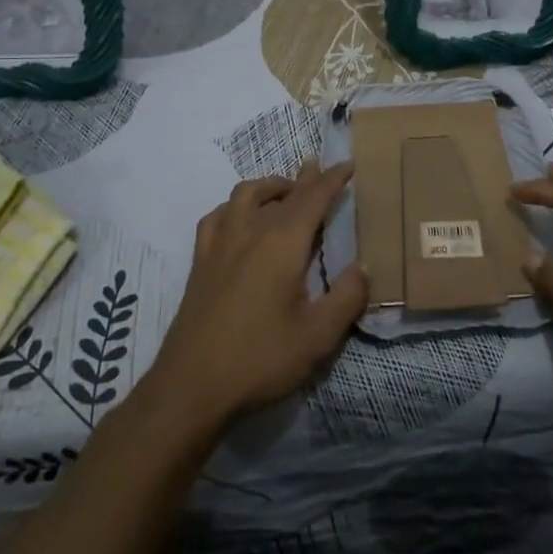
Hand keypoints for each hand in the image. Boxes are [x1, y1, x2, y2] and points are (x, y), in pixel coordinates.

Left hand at [146, 161, 365, 430]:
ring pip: (244, 196)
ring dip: (268, 187)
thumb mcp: (318, 337)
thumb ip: (346, 298)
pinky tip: (238, 220)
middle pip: (280, 193)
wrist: (191, 388)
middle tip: (319, 168)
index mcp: (282, 244)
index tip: (348, 165)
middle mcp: (250, 233)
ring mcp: (220, 245)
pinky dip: (233, 208)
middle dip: (304, 179)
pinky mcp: (200, 263)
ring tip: (283, 193)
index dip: (332, 180)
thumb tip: (361, 268)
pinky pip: (217, 217)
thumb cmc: (260, 360)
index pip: (313, 198)